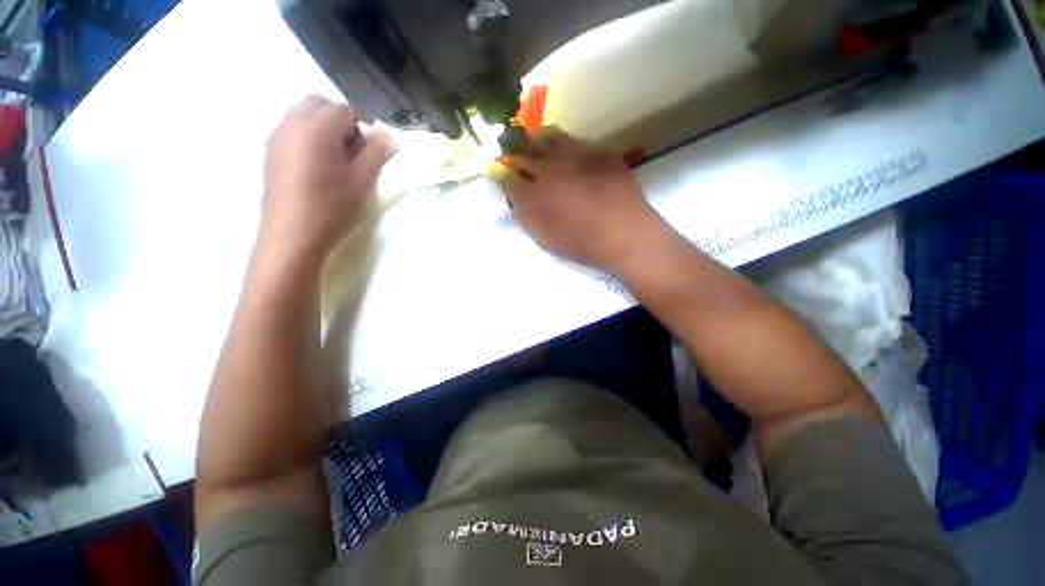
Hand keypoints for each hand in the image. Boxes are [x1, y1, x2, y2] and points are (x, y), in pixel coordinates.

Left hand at [260, 95, 395, 266]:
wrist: (292, 235)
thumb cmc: (332, 207)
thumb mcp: (362, 181)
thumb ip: (377, 154)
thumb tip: (390, 136)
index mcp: (316, 128)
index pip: (344, 110)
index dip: (365, 121)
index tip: (377, 142)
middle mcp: (291, 124)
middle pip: (318, 103)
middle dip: (341, 118)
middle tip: (356, 146)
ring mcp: (276, 138)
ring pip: (302, 115)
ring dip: (324, 125)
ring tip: (340, 157)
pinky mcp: (270, 153)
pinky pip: (292, 130)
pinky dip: (309, 135)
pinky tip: (320, 164)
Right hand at [497, 128, 668, 275]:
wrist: (625, 236)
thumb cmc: (582, 245)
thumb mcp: (545, 239)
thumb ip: (526, 217)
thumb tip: (516, 198)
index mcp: (534, 198)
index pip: (506, 179)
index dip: (499, 175)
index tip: (498, 173)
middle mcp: (549, 171)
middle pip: (523, 153)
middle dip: (513, 154)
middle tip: (512, 156)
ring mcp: (574, 157)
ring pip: (546, 138)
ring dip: (536, 142)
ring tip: (535, 147)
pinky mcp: (597, 152)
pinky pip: (573, 140)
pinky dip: (561, 144)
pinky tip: (564, 154)